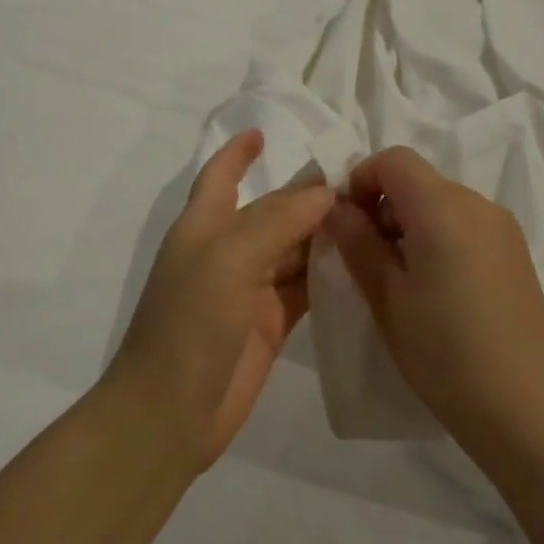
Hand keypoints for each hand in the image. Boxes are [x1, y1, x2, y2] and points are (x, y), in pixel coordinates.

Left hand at [112, 130, 334, 469]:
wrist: (170, 413)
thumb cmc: (189, 324)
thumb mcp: (228, 259)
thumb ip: (275, 220)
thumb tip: (323, 192)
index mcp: (204, 226)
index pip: (221, 176)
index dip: (238, 152)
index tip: (266, 131)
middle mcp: (226, 252)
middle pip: (271, 212)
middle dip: (306, 195)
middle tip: (362, 181)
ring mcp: (249, 290)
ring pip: (293, 249)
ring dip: (324, 234)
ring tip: (373, 216)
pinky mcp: (270, 325)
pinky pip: (304, 288)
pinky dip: (327, 275)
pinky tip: (362, 263)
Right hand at [324, 146, 543, 450]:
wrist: (527, 409)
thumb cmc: (445, 353)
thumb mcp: (387, 298)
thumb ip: (358, 243)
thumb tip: (336, 208)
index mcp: (443, 207)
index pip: (394, 159)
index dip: (360, 181)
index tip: (346, 226)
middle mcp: (478, 205)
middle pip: (418, 180)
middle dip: (382, 206)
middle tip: (365, 260)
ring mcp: (503, 229)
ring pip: (441, 203)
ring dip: (409, 224)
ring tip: (399, 281)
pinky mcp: (515, 254)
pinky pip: (465, 226)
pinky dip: (437, 239)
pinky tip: (435, 290)